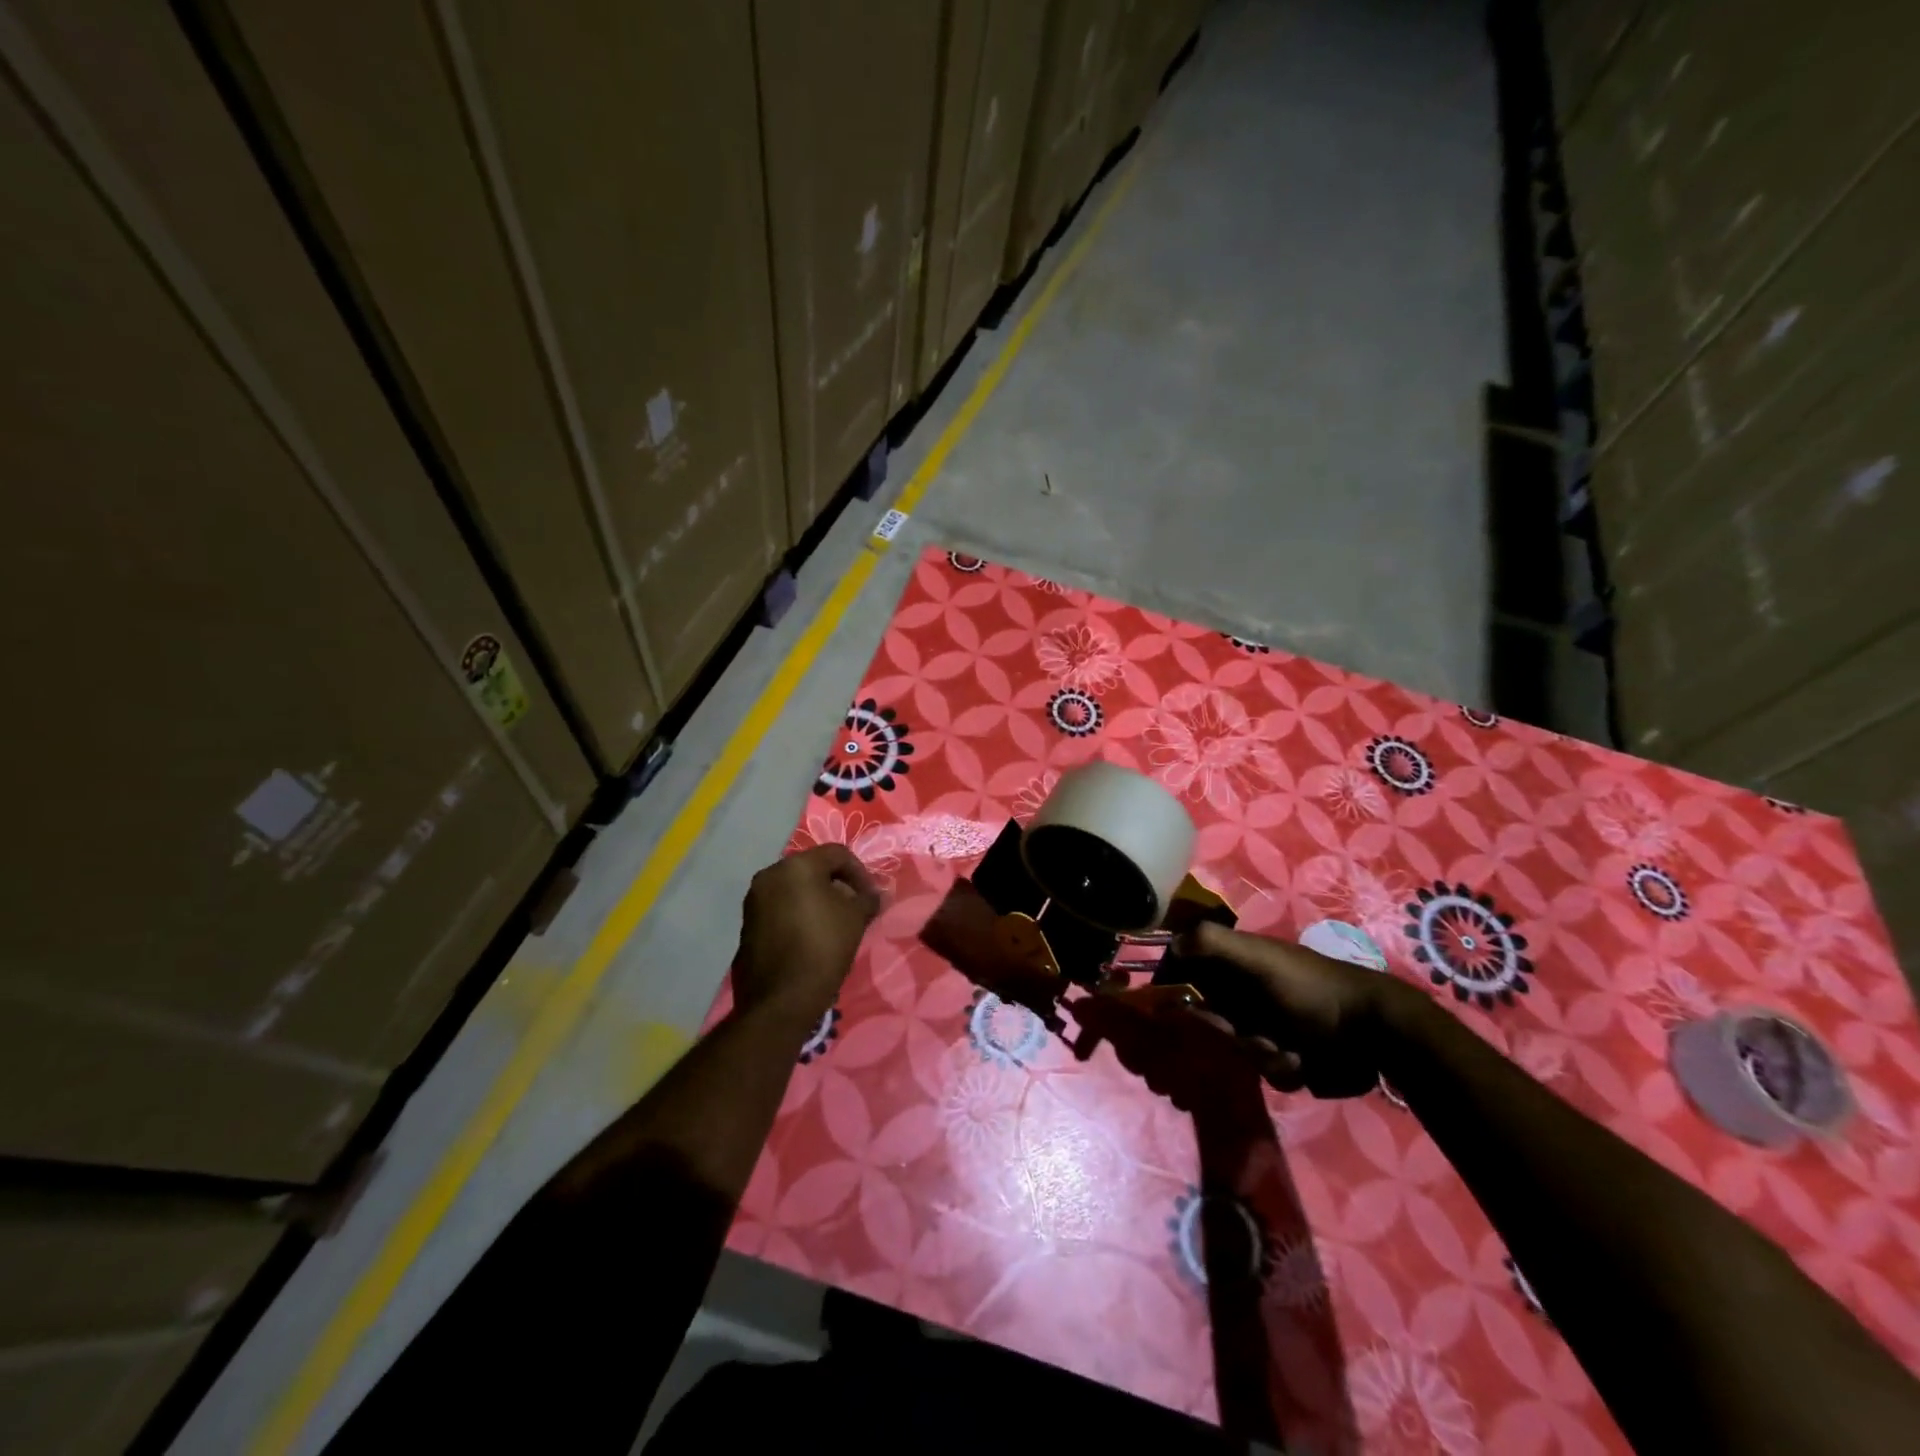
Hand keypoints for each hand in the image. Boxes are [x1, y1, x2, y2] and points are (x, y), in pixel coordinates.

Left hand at [732, 845, 881, 1033]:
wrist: (782, 999)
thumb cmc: (824, 947)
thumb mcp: (855, 919)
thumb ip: (868, 900)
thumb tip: (878, 895)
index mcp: (797, 866)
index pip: (837, 854)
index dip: (860, 873)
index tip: (871, 898)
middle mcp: (770, 875)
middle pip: (812, 869)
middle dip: (837, 885)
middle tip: (854, 908)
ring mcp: (754, 900)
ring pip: (794, 889)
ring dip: (816, 900)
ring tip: (834, 924)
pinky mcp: (747, 924)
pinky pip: (779, 908)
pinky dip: (797, 914)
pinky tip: (811, 937)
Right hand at [1175, 921, 1416, 1097]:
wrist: (1377, 1032)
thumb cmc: (1312, 989)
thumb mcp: (1260, 959)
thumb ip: (1212, 944)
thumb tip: (1169, 945)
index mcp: (1233, 962)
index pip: (1186, 974)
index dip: (1176, 994)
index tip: (1181, 1014)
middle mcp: (1244, 991)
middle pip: (1207, 1019)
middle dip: (1227, 1034)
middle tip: (1250, 1035)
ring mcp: (1265, 1024)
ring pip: (1235, 1049)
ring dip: (1259, 1054)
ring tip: (1289, 1052)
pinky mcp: (1285, 1054)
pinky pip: (1264, 1069)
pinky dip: (1281, 1068)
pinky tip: (1302, 1062)